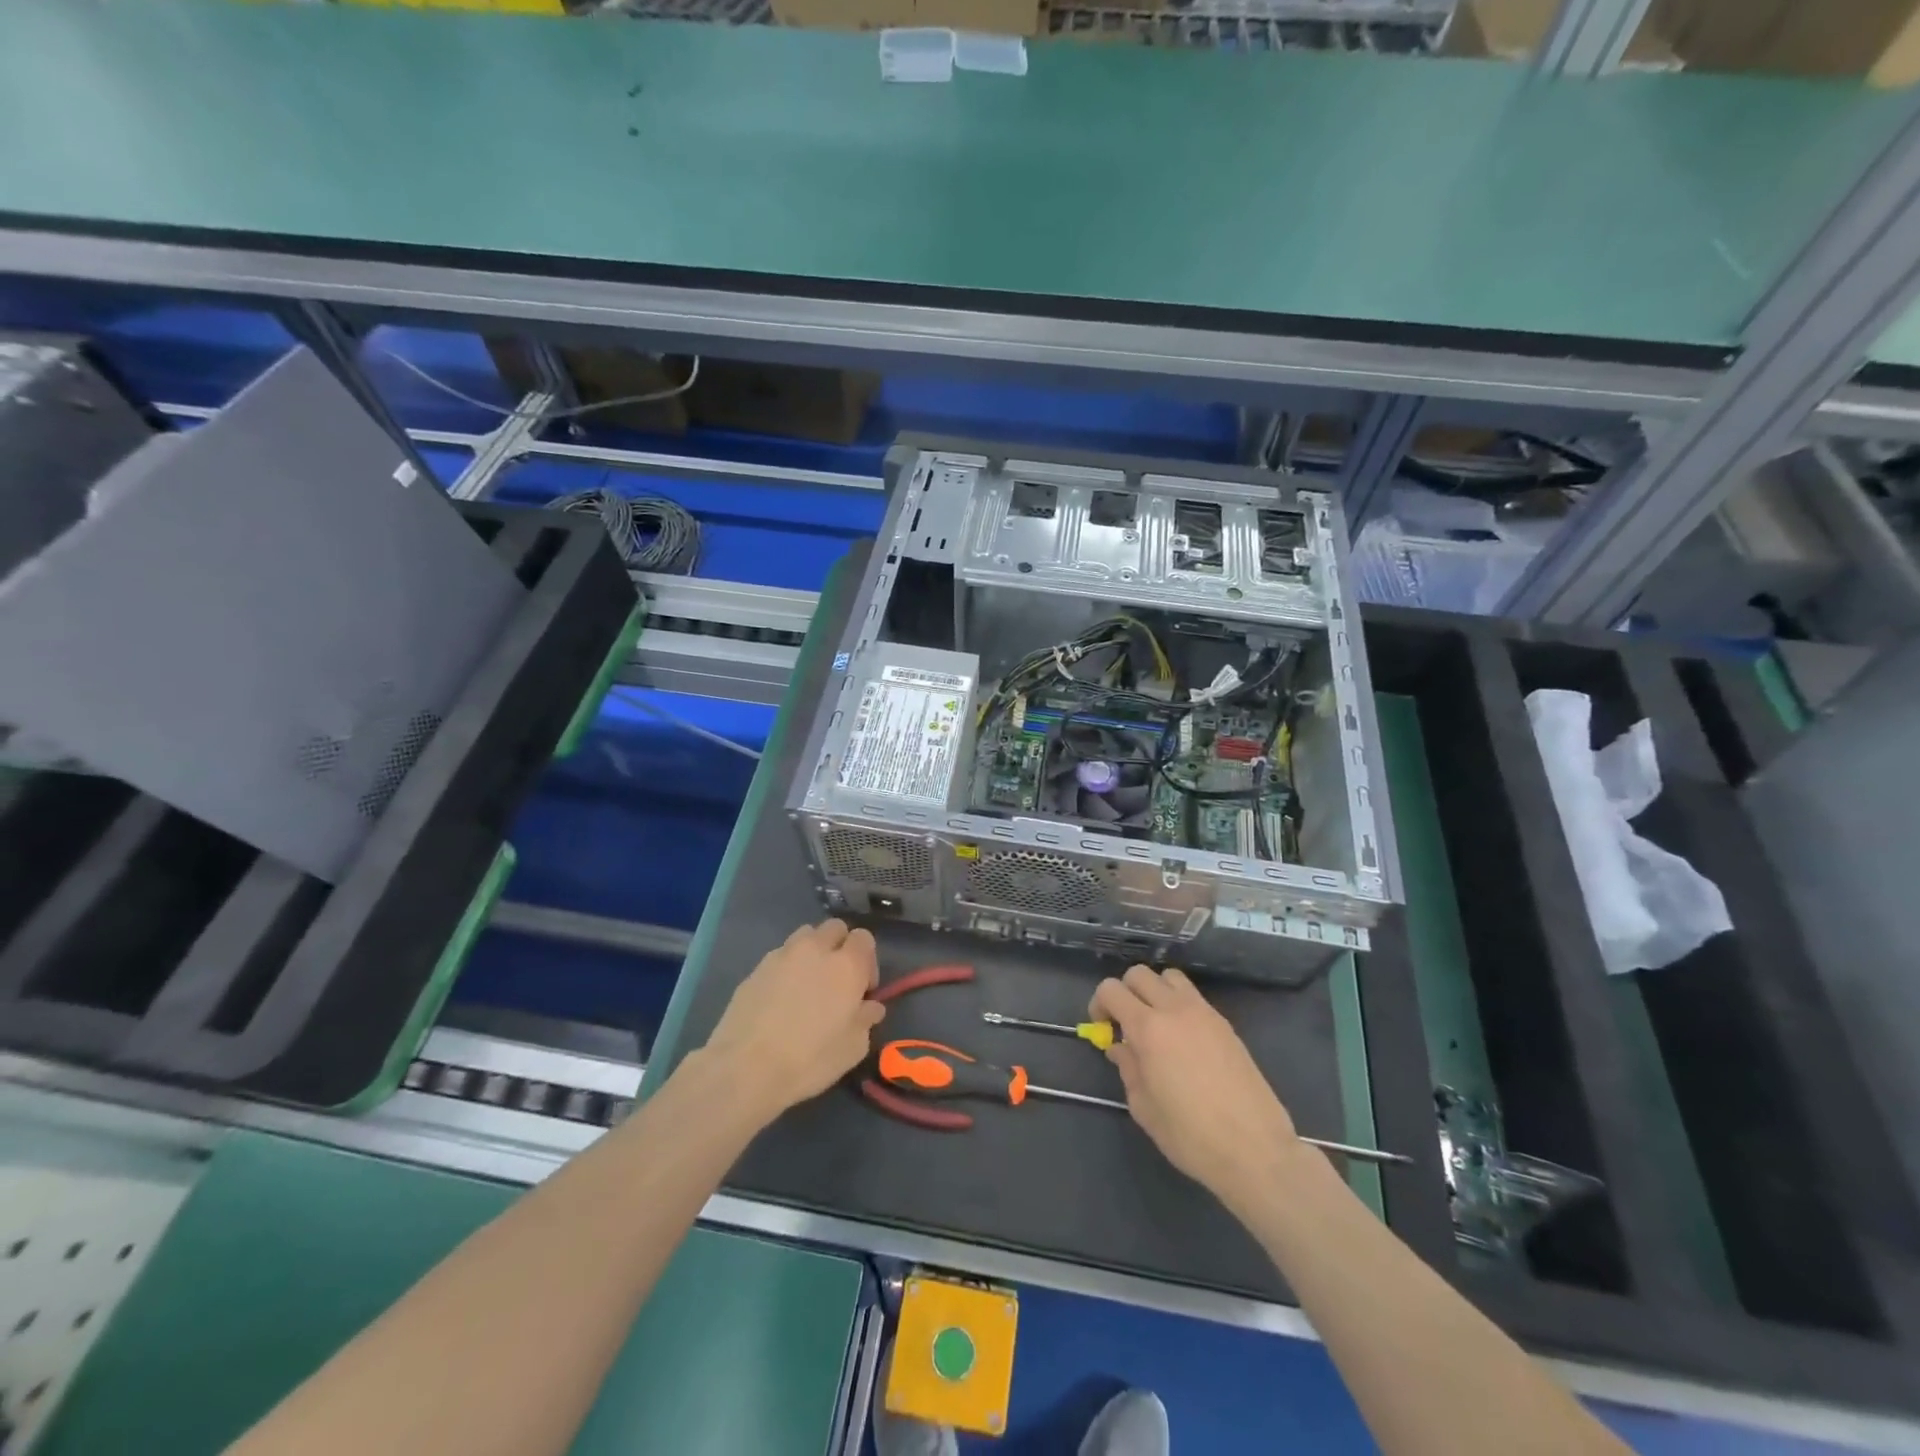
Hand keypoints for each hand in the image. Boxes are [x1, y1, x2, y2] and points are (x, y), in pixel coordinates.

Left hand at [702, 919, 884, 1122]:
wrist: (746, 1068)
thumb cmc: (809, 1059)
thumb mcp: (853, 1048)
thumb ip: (866, 1020)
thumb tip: (870, 1007)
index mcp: (846, 965)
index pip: (864, 938)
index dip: (867, 960)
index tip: (863, 989)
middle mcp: (815, 949)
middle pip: (834, 928)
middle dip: (840, 946)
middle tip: (836, 980)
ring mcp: (782, 955)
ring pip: (804, 936)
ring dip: (812, 951)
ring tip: (807, 983)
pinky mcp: (756, 968)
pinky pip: (779, 956)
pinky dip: (786, 968)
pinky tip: (780, 998)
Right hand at [1091, 966, 1303, 1210]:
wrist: (1254, 1149)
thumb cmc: (1190, 1136)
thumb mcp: (1144, 1108)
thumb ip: (1128, 1069)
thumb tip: (1120, 1047)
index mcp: (1148, 1029)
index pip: (1112, 989)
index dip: (1099, 1003)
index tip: (1102, 1027)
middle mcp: (1175, 1010)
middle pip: (1140, 974)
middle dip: (1125, 992)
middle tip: (1125, 1023)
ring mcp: (1204, 1013)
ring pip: (1170, 978)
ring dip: (1155, 991)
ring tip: (1156, 1024)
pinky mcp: (1225, 1024)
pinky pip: (1194, 997)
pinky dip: (1179, 1005)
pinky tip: (1183, 1040)